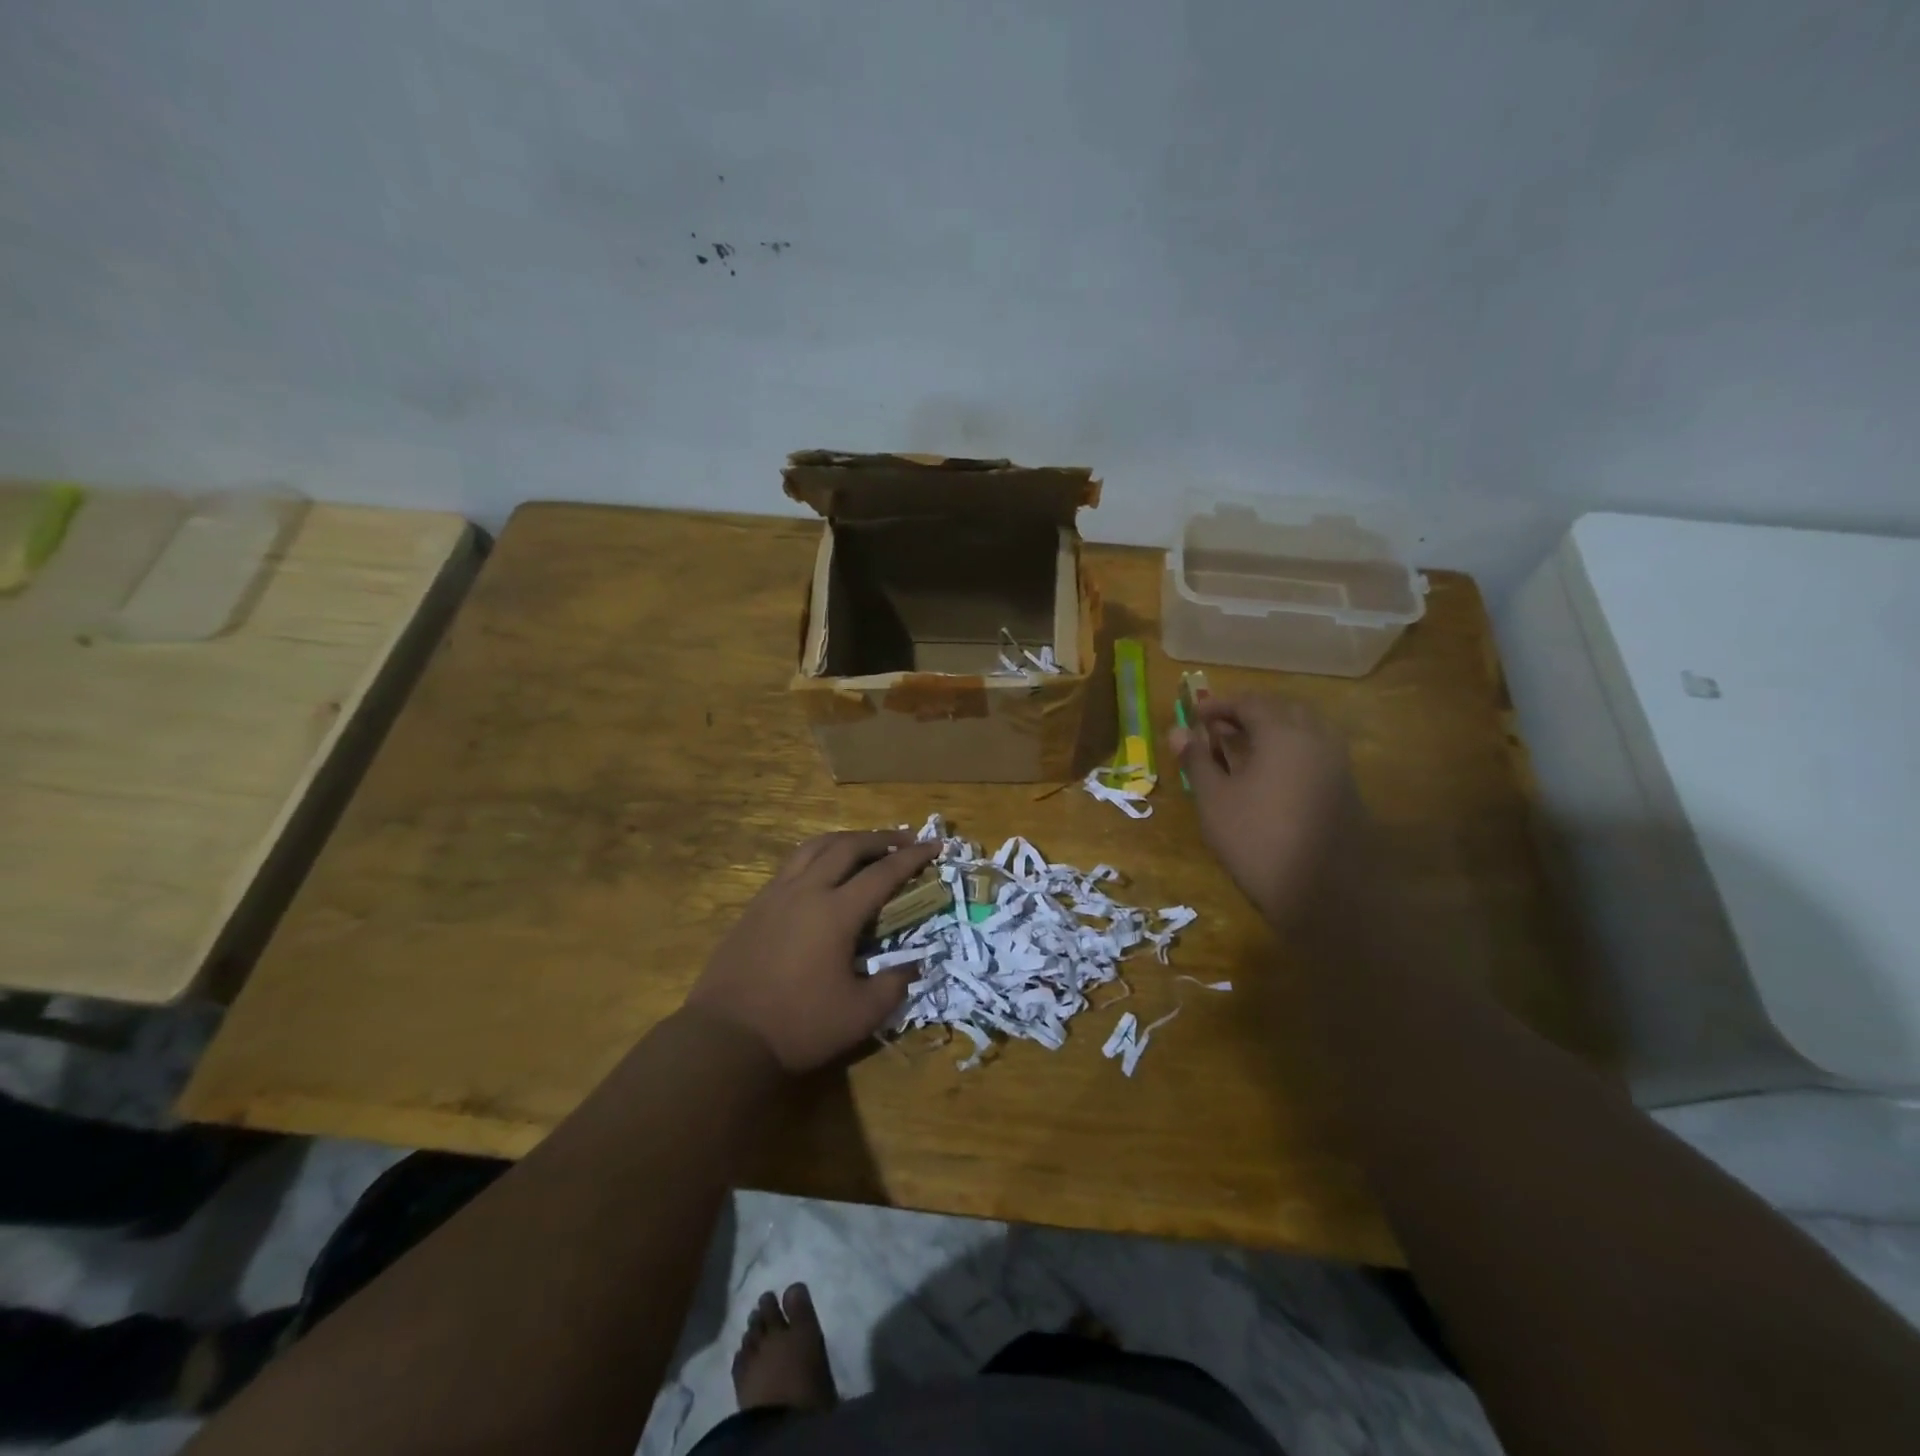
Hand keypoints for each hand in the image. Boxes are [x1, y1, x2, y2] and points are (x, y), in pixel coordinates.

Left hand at [684, 830, 941, 1073]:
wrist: (726, 1038)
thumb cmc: (799, 1026)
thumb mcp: (861, 1014)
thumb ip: (894, 984)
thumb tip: (915, 964)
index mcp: (836, 912)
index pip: (883, 872)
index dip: (913, 857)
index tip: (935, 845)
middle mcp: (806, 891)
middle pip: (847, 846)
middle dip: (880, 838)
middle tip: (905, 840)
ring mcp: (775, 895)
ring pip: (814, 847)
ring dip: (845, 839)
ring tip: (864, 844)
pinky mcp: (755, 906)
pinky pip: (792, 864)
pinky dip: (817, 855)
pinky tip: (822, 871)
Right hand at [1167, 695, 1366, 926]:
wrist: (1324, 892)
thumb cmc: (1257, 839)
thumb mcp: (1214, 799)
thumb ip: (1197, 760)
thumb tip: (1177, 731)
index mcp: (1282, 733)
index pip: (1250, 702)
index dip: (1220, 705)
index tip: (1195, 714)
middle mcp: (1315, 737)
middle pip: (1281, 708)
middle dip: (1248, 712)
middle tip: (1218, 728)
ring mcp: (1336, 762)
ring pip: (1303, 728)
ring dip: (1271, 729)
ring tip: (1242, 748)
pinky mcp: (1345, 787)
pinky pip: (1315, 750)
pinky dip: (1289, 748)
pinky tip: (1269, 774)